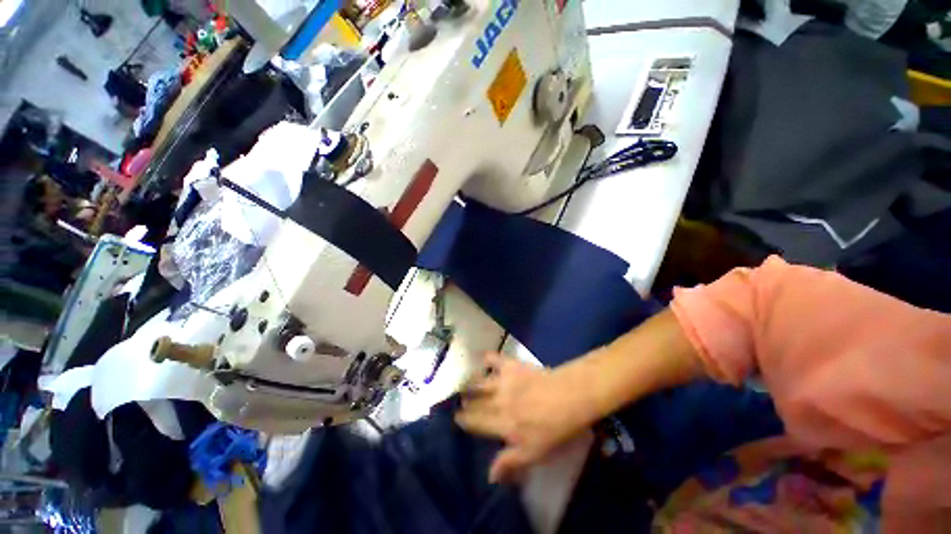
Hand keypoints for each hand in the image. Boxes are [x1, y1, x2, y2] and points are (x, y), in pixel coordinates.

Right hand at [455, 352, 597, 483]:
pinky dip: (488, 358)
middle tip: (458, 399)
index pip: (476, 423)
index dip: (465, 420)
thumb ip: (510, 462)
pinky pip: (494, 359)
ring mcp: (503, 382)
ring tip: (464, 383)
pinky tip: (484, 358)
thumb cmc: (555, 428)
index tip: (456, 417)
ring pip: (479, 382)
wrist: (569, 396)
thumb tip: (489, 476)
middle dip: (464, 401)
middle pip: (475, 402)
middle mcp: (497, 402)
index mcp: (502, 424)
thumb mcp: (535, 453)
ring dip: (470, 383)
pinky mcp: (511, 366)